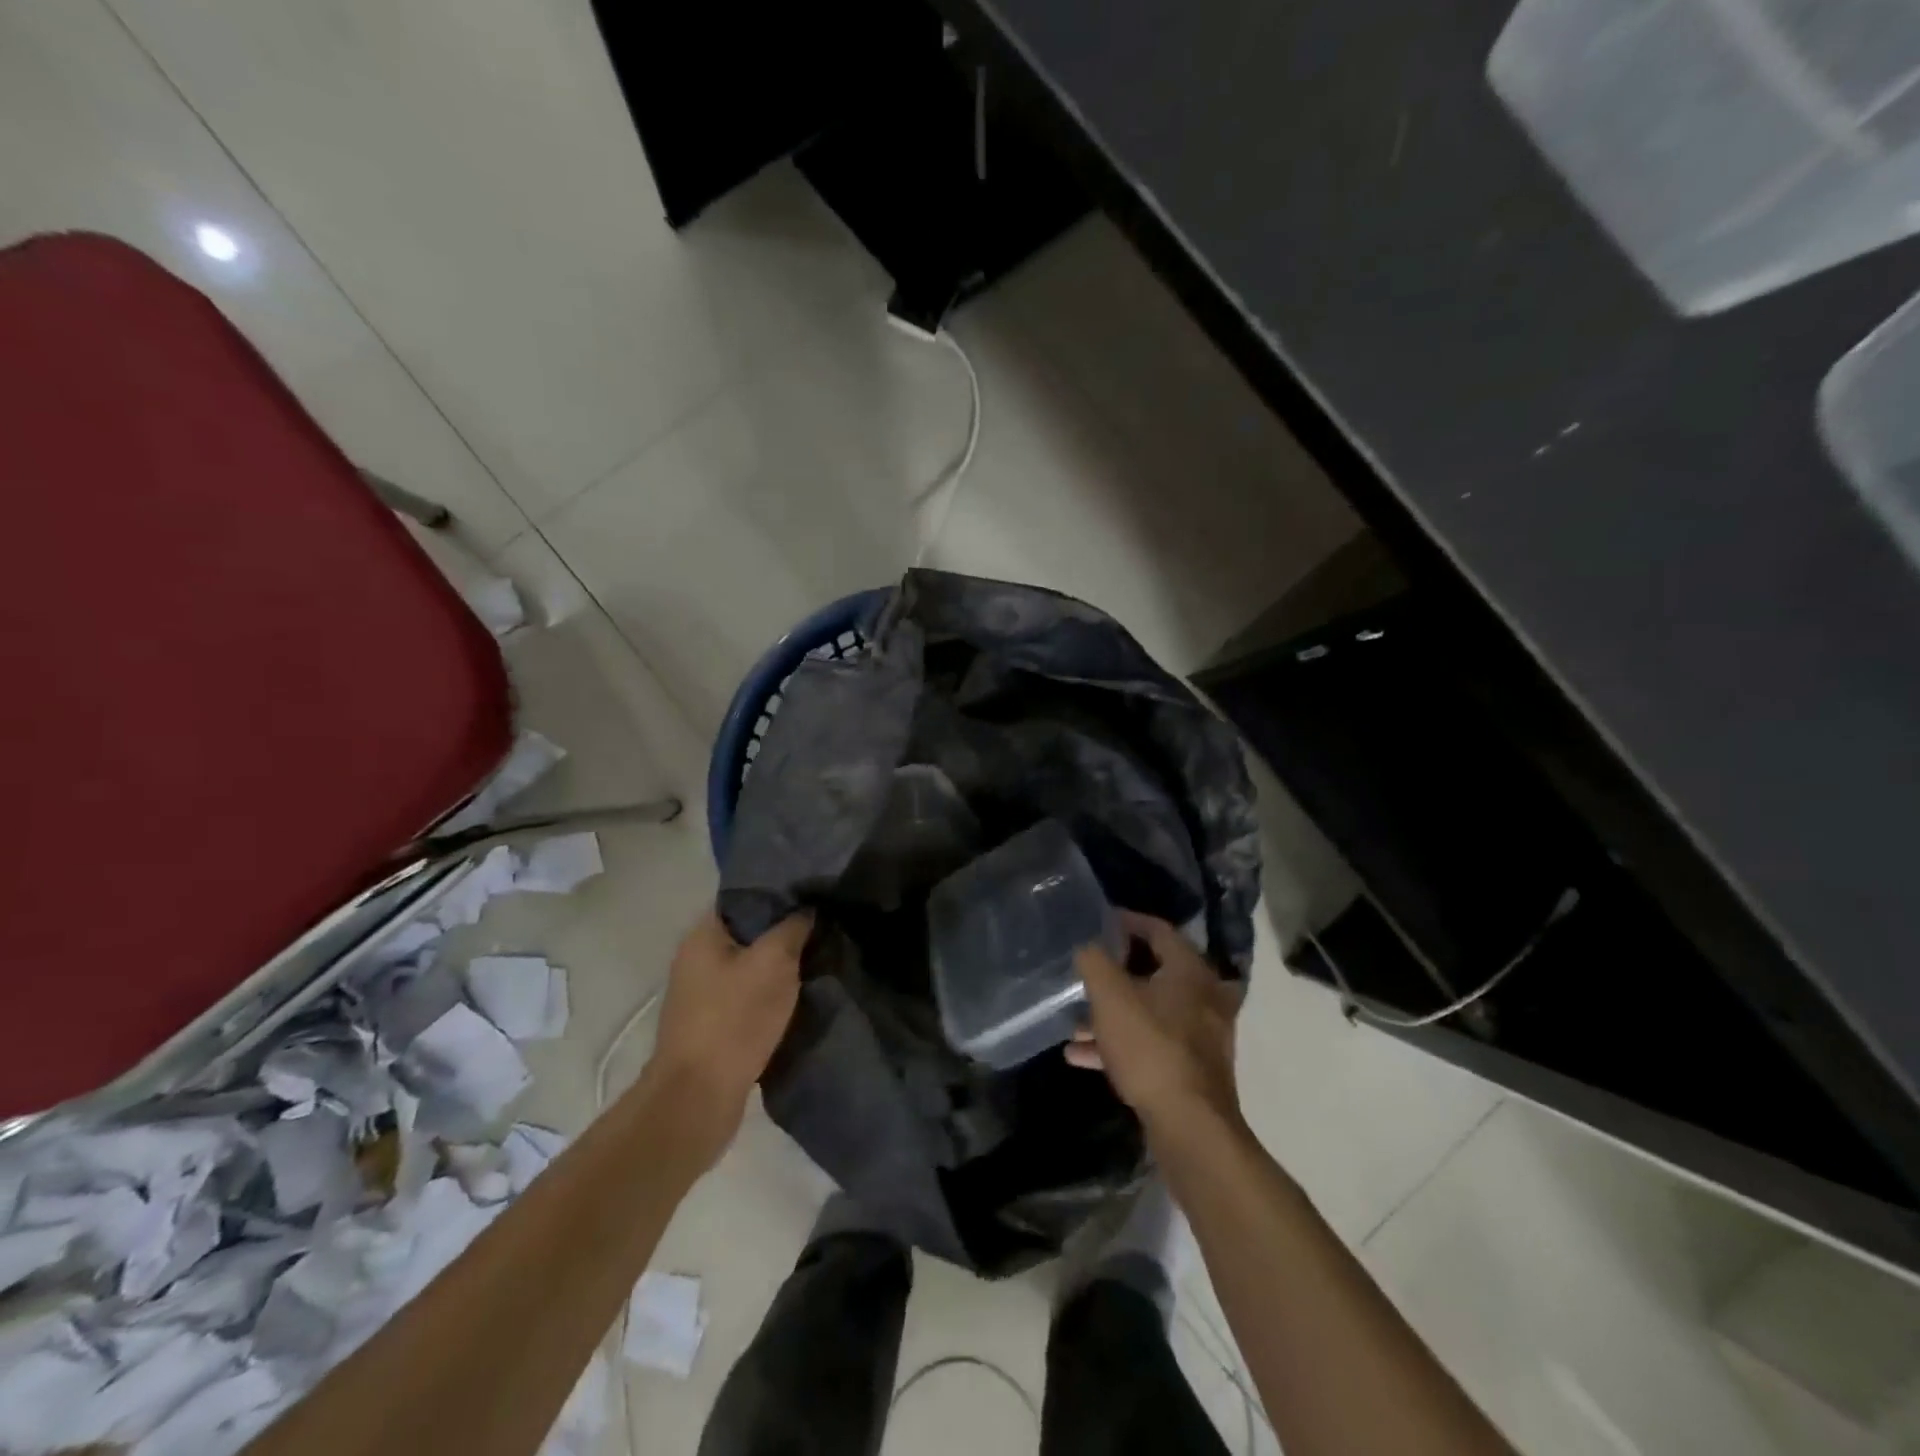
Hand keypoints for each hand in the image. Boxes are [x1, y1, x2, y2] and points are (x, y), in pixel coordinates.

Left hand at [643, 910, 811, 1163]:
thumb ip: (793, 928)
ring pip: (751, 965)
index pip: (743, 897)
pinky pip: (749, 996)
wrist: (698, 1099)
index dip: (778, 892)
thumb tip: (807, 909)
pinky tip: (800, 994)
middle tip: (823, 926)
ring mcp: (703, 995)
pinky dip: (772, 994)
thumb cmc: (734, 1019)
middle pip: (748, 932)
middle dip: (784, 930)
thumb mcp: (773, 962)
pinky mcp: (714, 1025)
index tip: (813, 893)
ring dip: (780, 965)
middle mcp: (697, 959)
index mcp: (703, 935)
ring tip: (818, 958)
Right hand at [1067, 910, 1242, 1132]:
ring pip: (1150, 1011)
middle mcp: (1204, 997)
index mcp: (1190, 970)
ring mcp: (1202, 1035)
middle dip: (1115, 973)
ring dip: (1113, 1014)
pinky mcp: (1193, 1068)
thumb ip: (1094, 961)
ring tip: (1074, 1022)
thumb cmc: (1150, 1046)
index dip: (1127, 922)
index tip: (1101, 921)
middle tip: (1088, 970)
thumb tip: (1088, 946)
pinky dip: (1121, 1043)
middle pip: (1155, 972)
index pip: (1159, 930)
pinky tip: (1081, 1054)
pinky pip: (1151, 1043)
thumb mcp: (1110, 995)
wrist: (1189, 1126)